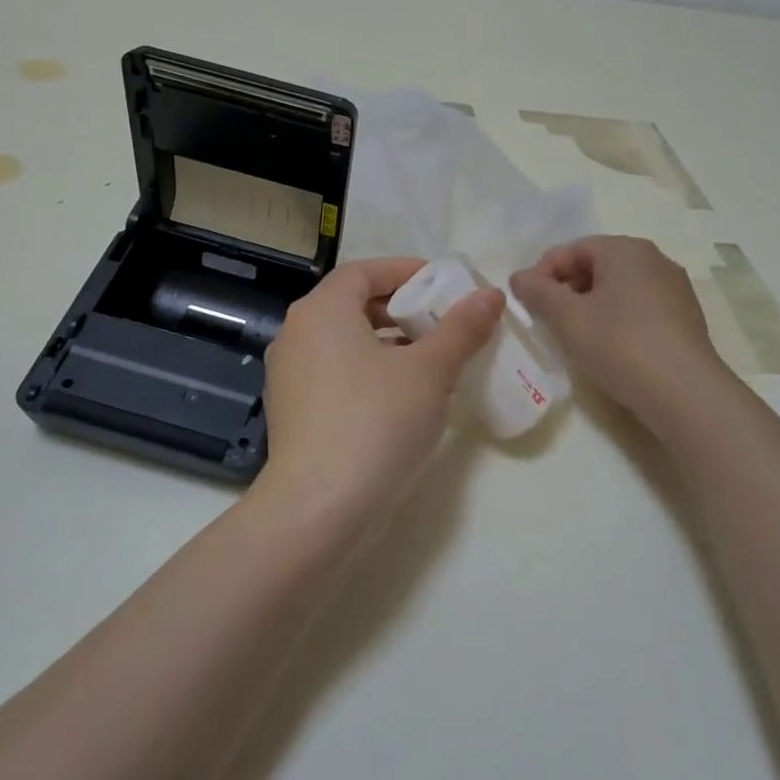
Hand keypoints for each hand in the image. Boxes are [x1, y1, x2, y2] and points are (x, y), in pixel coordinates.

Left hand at [263, 258, 503, 517]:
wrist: (318, 507)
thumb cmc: (375, 422)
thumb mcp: (429, 371)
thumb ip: (461, 329)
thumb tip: (490, 295)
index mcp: (321, 310)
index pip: (364, 271)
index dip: (405, 272)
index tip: (443, 285)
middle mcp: (296, 334)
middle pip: (352, 305)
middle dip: (399, 310)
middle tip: (441, 324)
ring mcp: (289, 376)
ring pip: (344, 343)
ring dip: (386, 345)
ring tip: (430, 363)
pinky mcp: (292, 413)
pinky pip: (334, 375)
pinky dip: (367, 373)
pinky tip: (401, 399)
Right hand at [510, 235, 729, 427]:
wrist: (684, 392)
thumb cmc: (619, 344)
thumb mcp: (568, 317)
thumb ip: (538, 292)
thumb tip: (519, 277)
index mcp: (626, 249)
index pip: (572, 249)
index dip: (542, 272)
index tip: (526, 302)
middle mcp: (655, 260)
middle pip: (597, 266)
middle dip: (566, 289)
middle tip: (546, 319)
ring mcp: (674, 289)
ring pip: (618, 288)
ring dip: (589, 306)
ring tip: (573, 336)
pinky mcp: (685, 318)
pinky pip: (639, 308)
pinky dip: (615, 320)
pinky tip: (606, 348)